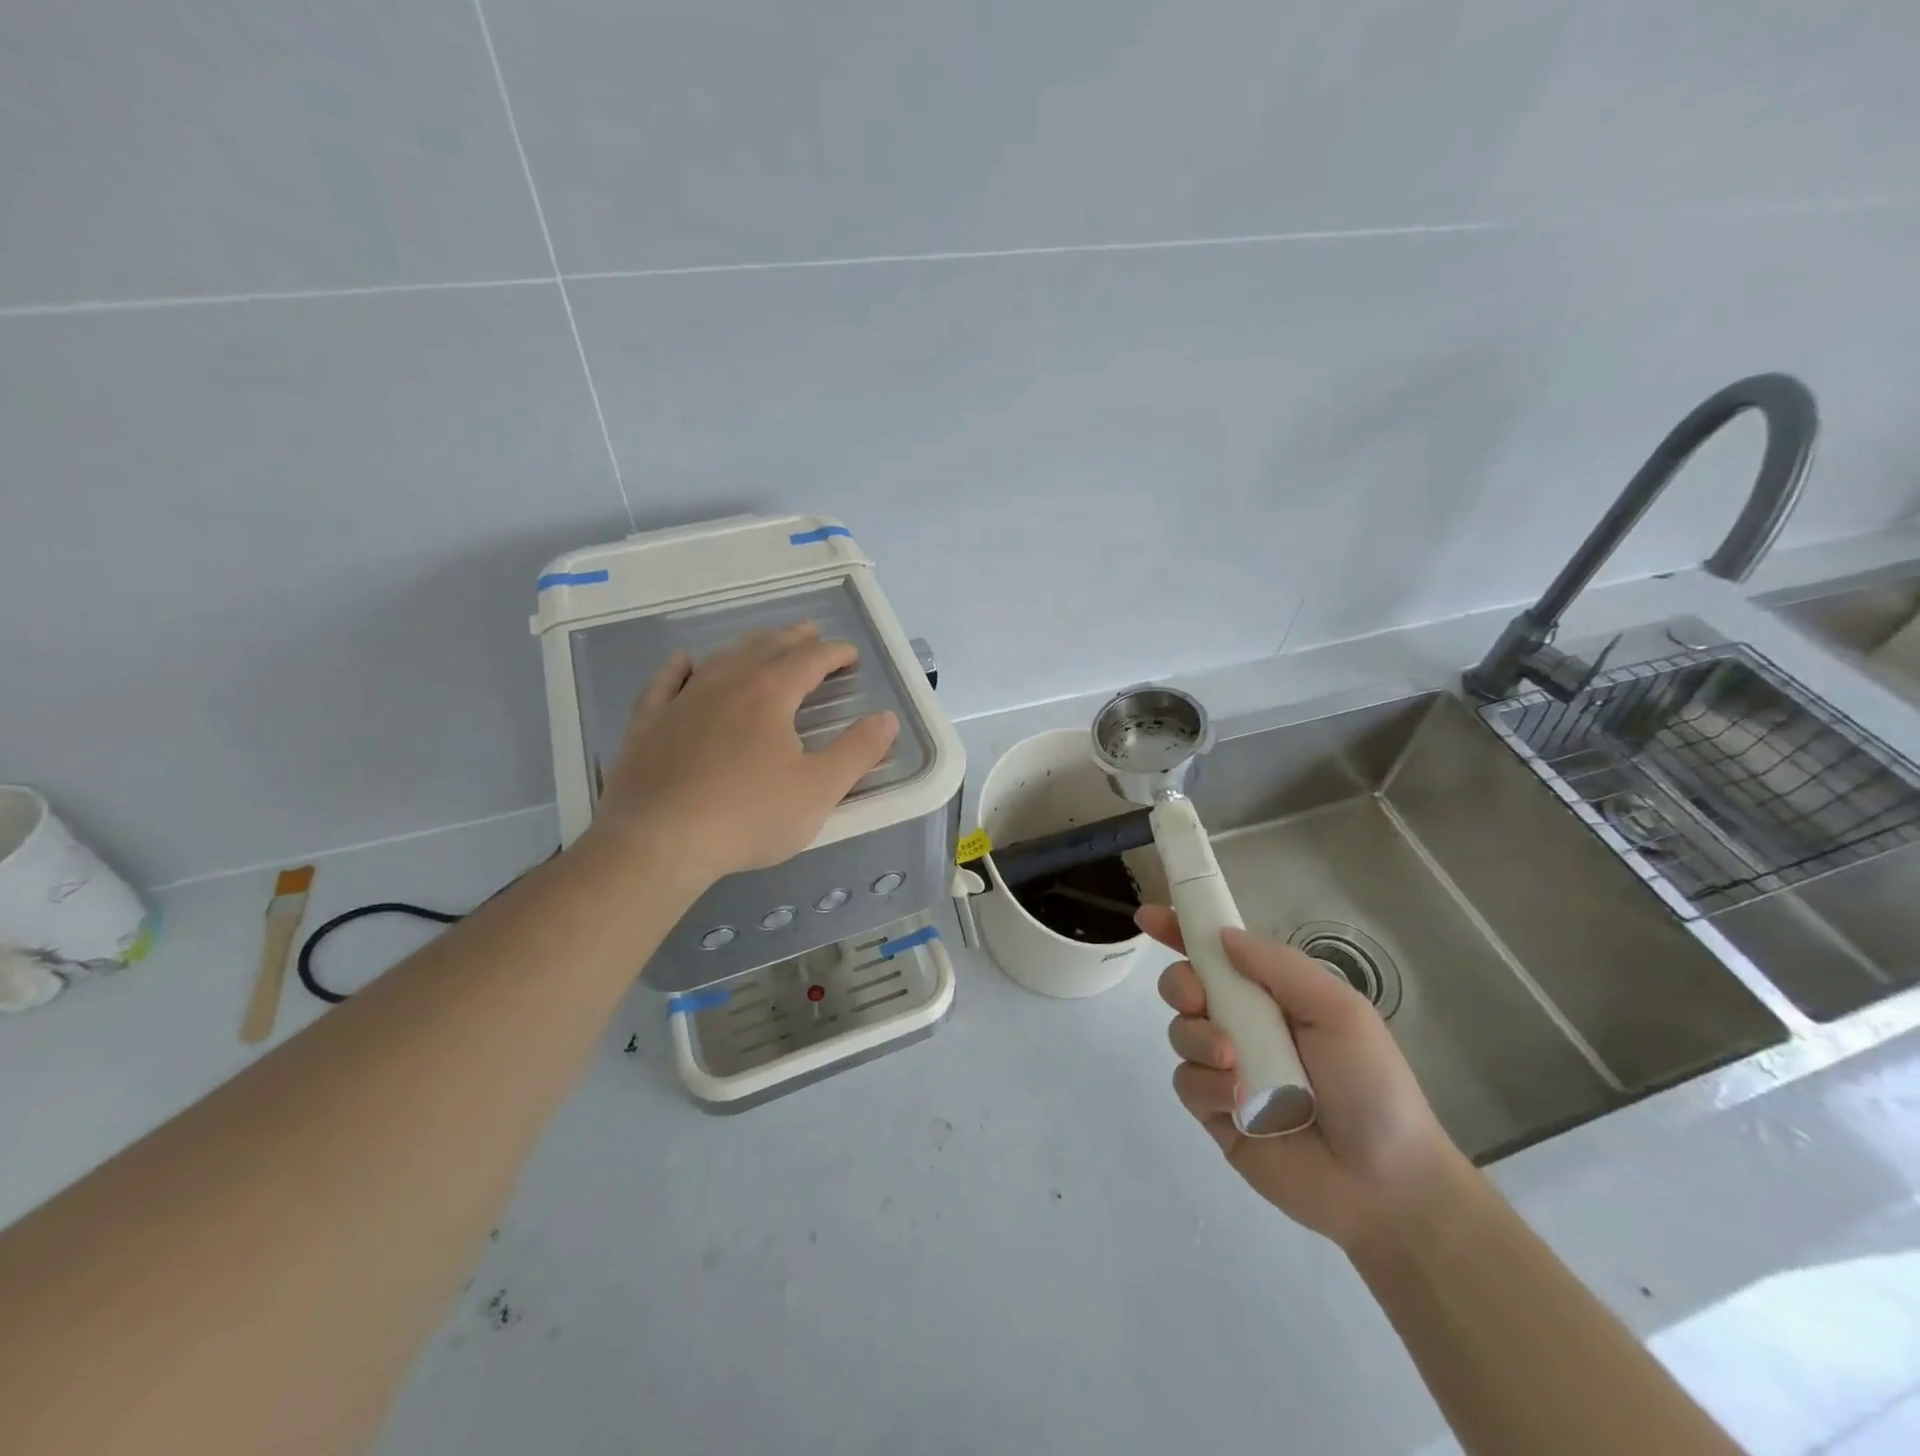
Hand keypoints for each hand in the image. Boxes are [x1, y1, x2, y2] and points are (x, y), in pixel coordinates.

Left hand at [588, 623, 898, 885]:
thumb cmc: (749, 816)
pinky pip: (665, 682)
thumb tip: (886, 718)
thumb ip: (858, 751)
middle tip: (810, 633)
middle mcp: (726, 684)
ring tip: (762, 644)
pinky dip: (679, 668)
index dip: (833, 653)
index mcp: (770, 694)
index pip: (809, 660)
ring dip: (747, 647)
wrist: (659, 841)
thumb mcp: (819, 789)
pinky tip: (684, 662)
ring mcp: (681, 701)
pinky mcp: (648, 724)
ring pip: (720, 660)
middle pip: (765, 649)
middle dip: (792, 640)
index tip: (849, 653)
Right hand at [1140, 906, 1469, 1253]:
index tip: (1148, 916)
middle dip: (1180, 983)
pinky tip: (1238, 1100)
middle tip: (1198, 999)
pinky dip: (1206, 1084)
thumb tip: (1221, 936)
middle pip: (1184, 986)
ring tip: (1233, 1062)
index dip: (1180, 931)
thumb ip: (1279, 966)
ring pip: (1180, 1032)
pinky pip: (1186, 1082)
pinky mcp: (1214, 1111)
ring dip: (1198, 1038)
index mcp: (1271, 996)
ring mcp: (1225, 1069)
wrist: (1385, 1184)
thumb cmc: (1371, 1085)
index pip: (1216, 954)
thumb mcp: (1339, 1010)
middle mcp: (1242, 1025)